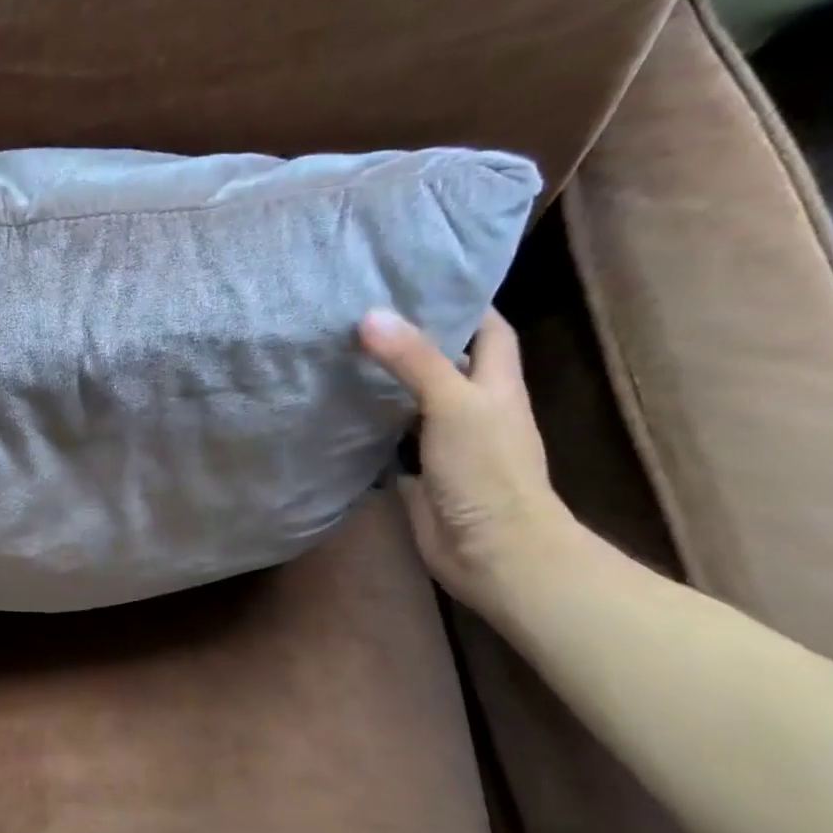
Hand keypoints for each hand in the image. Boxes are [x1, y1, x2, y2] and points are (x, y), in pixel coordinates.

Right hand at [358, 308, 580, 618]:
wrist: (492, 552)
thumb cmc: (487, 472)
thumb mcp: (454, 405)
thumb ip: (414, 361)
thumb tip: (370, 315)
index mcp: (496, 384)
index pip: (488, 328)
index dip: (463, 302)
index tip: (417, 280)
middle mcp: (473, 407)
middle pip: (445, 361)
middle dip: (411, 338)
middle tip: (361, 312)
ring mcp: (445, 442)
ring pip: (413, 400)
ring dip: (385, 381)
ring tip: (341, 351)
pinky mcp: (419, 471)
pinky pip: (390, 438)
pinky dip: (369, 423)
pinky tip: (337, 409)